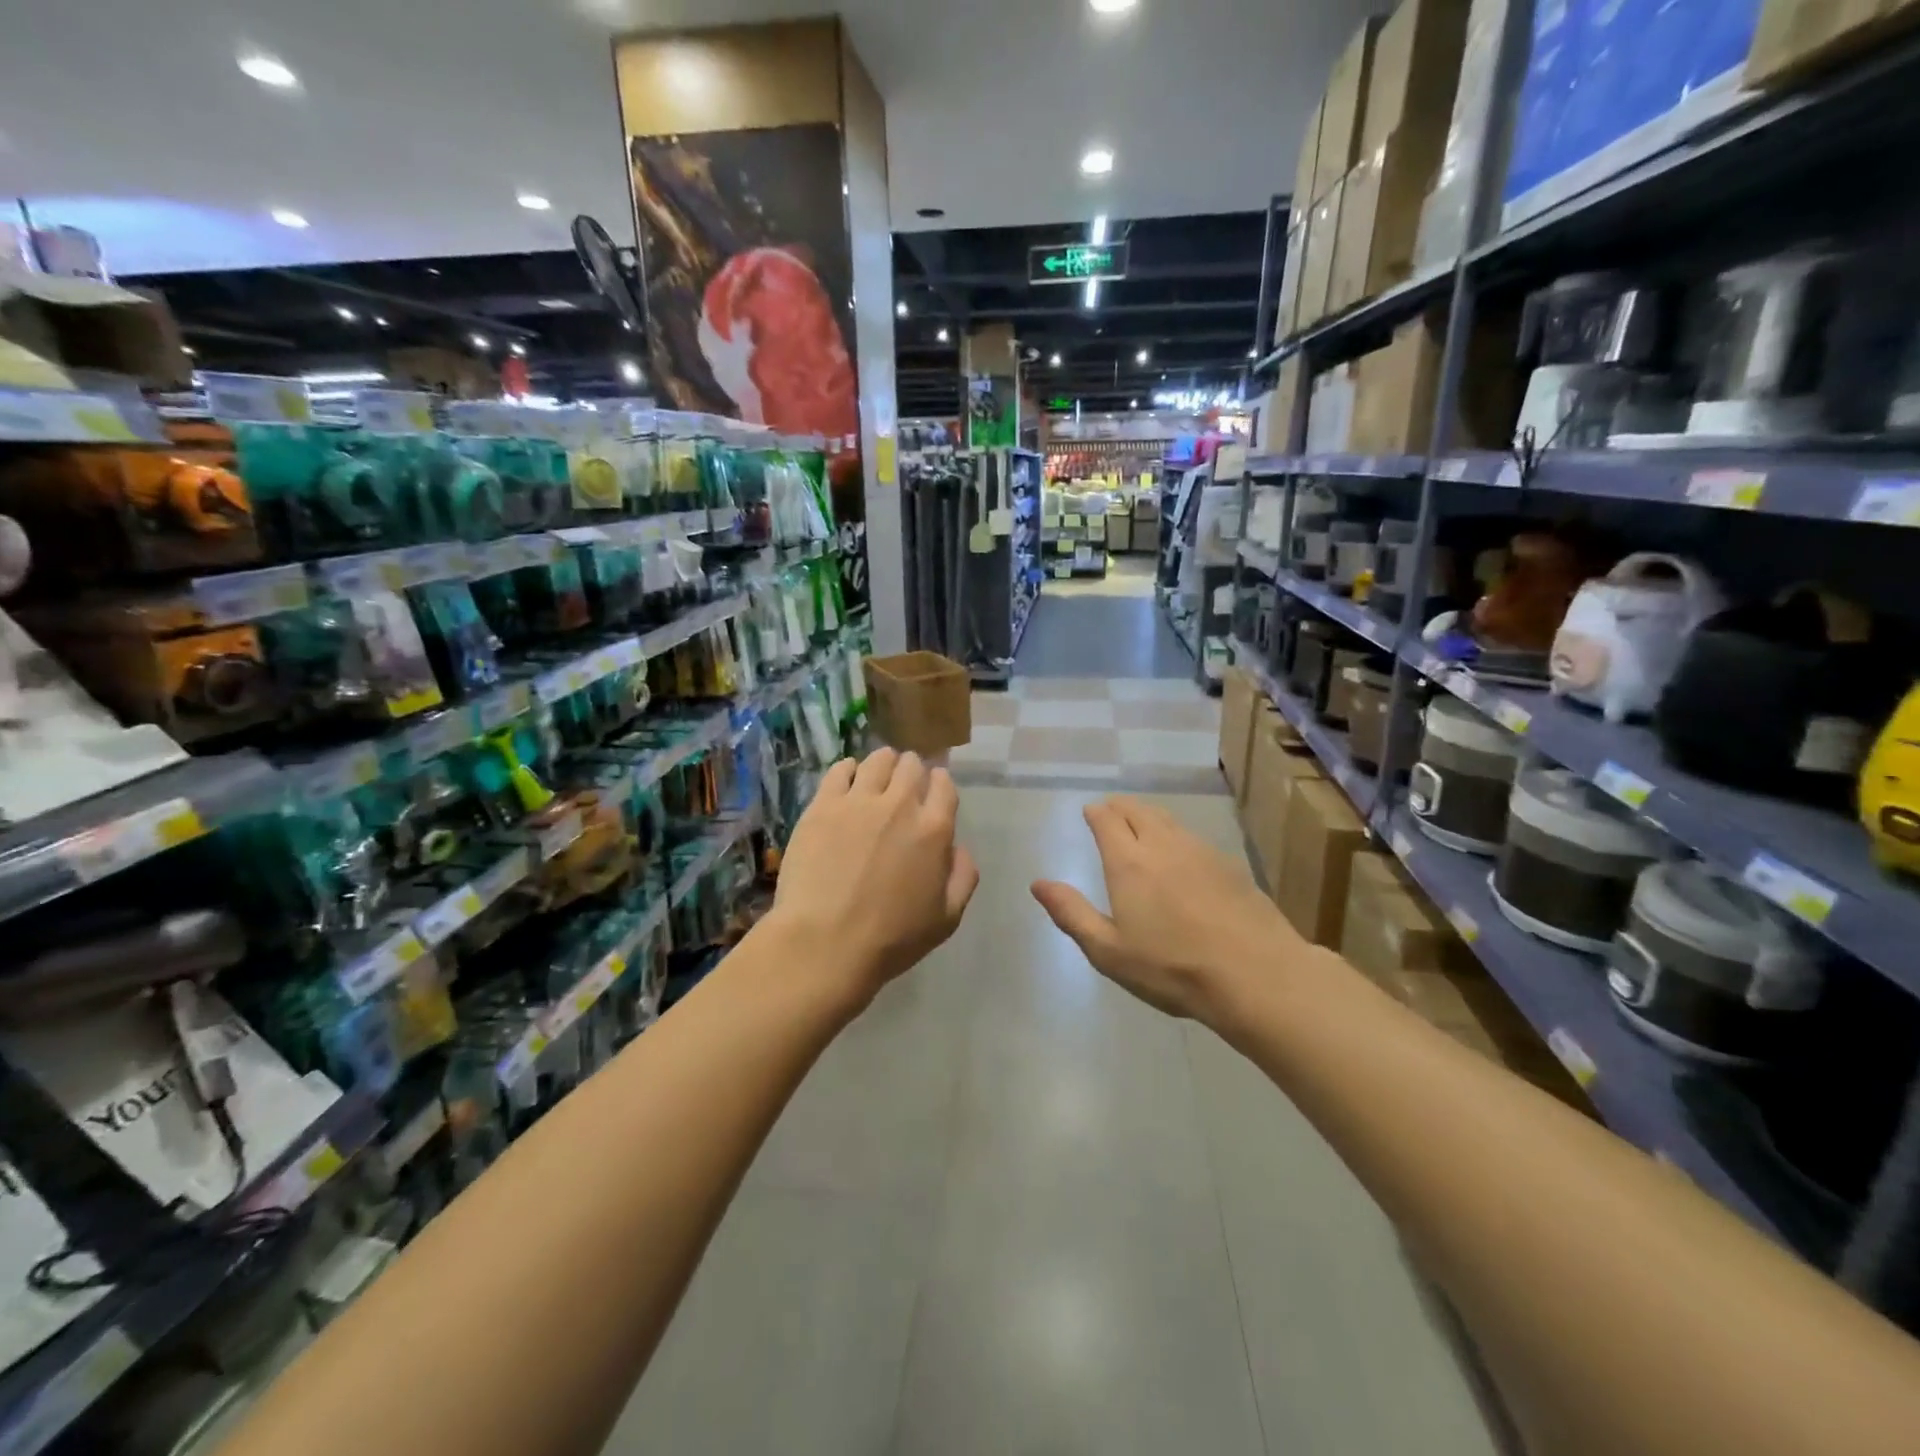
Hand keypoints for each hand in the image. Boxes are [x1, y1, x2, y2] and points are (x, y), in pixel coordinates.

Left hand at [769, 749, 978, 1005]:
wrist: (825, 944)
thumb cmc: (891, 939)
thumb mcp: (946, 919)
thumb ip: (963, 877)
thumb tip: (959, 848)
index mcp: (934, 829)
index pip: (944, 785)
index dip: (939, 784)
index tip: (933, 790)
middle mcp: (900, 805)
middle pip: (911, 766)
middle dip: (912, 770)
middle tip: (904, 783)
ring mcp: (858, 801)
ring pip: (877, 760)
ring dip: (884, 763)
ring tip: (878, 774)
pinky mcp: (823, 806)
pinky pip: (839, 770)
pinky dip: (848, 769)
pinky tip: (847, 779)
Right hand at [1032, 797, 1293, 1025]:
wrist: (1256, 976)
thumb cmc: (1172, 968)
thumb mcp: (1109, 951)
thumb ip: (1071, 913)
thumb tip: (1038, 883)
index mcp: (1129, 862)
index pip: (1107, 819)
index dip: (1095, 812)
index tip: (1089, 812)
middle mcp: (1163, 845)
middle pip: (1137, 810)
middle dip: (1119, 807)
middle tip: (1111, 811)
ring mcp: (1200, 851)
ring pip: (1168, 819)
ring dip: (1148, 816)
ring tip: (1141, 825)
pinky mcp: (1229, 865)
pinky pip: (1192, 837)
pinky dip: (1175, 834)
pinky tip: (1180, 854)